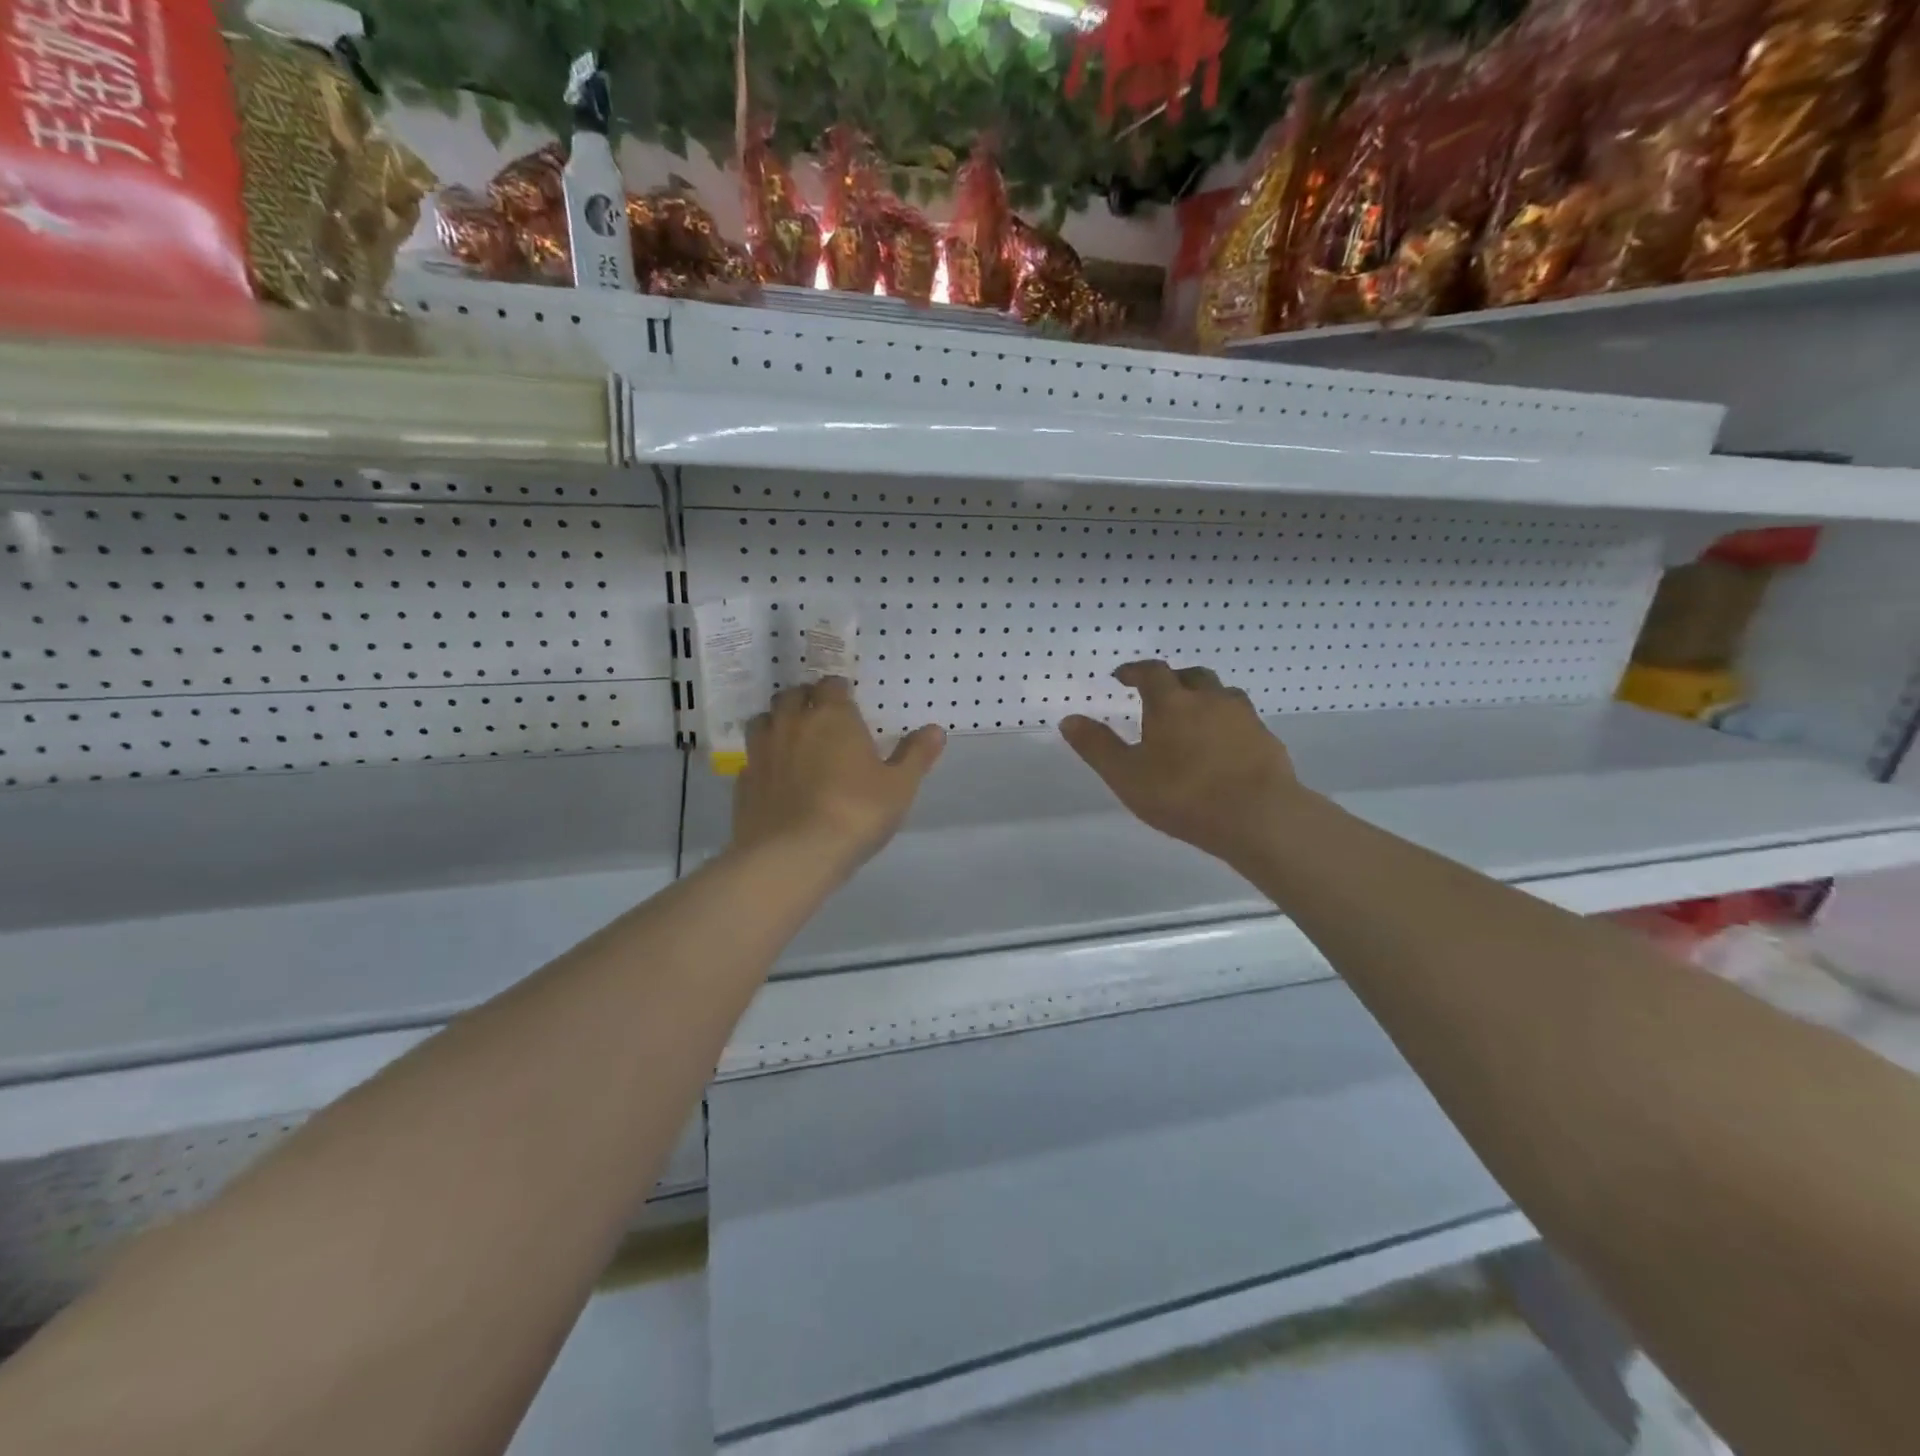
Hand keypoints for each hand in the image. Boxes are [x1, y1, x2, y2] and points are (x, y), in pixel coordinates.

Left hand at [733, 677, 945, 872]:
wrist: (794, 855)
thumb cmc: (856, 813)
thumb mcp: (899, 787)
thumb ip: (916, 755)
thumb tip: (936, 729)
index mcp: (832, 716)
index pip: (832, 685)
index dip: (839, 691)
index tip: (848, 703)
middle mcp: (792, 723)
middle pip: (794, 695)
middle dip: (806, 700)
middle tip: (820, 717)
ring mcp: (762, 751)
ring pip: (764, 720)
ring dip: (778, 722)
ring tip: (792, 739)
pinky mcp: (743, 781)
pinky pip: (751, 758)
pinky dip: (763, 760)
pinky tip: (774, 777)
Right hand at [1060, 661, 1301, 867]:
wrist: (1259, 816)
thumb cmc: (1184, 794)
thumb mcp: (1126, 776)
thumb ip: (1097, 746)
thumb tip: (1069, 719)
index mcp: (1173, 702)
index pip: (1152, 672)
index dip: (1135, 671)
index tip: (1122, 677)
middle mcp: (1210, 699)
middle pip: (1192, 675)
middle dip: (1173, 679)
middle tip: (1159, 694)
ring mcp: (1244, 718)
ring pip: (1222, 694)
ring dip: (1204, 698)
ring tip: (1194, 718)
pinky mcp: (1267, 740)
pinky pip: (1242, 721)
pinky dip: (1227, 724)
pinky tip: (1223, 747)